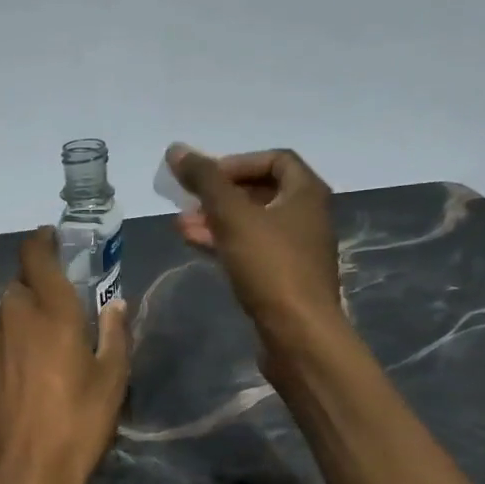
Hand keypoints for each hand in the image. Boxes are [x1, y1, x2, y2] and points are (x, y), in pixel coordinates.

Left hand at [0, 228, 129, 483]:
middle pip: (19, 284)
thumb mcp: (112, 381)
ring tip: (41, 345)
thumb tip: (115, 304)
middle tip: (59, 309)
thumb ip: (114, 334)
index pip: (36, 255)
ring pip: (3, 312)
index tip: (53, 239)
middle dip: (37, 286)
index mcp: (51, 311)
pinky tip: (19, 372)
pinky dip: (6, 343)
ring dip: (20, 316)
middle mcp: (12, 316)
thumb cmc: (77, 425)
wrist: (21, 475)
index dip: (43, 241)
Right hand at [168, 145, 343, 345]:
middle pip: (261, 192)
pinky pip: (252, 251)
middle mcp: (307, 217)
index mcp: (307, 193)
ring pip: (253, 224)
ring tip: (181, 226)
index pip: (275, 159)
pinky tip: (198, 248)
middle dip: (221, 194)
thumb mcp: (232, 217)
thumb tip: (177, 149)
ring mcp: (297, 250)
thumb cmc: (271, 267)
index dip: (237, 162)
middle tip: (188, 202)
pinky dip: (226, 244)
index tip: (206, 177)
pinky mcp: (284, 279)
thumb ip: (205, 180)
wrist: (298, 334)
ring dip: (217, 221)